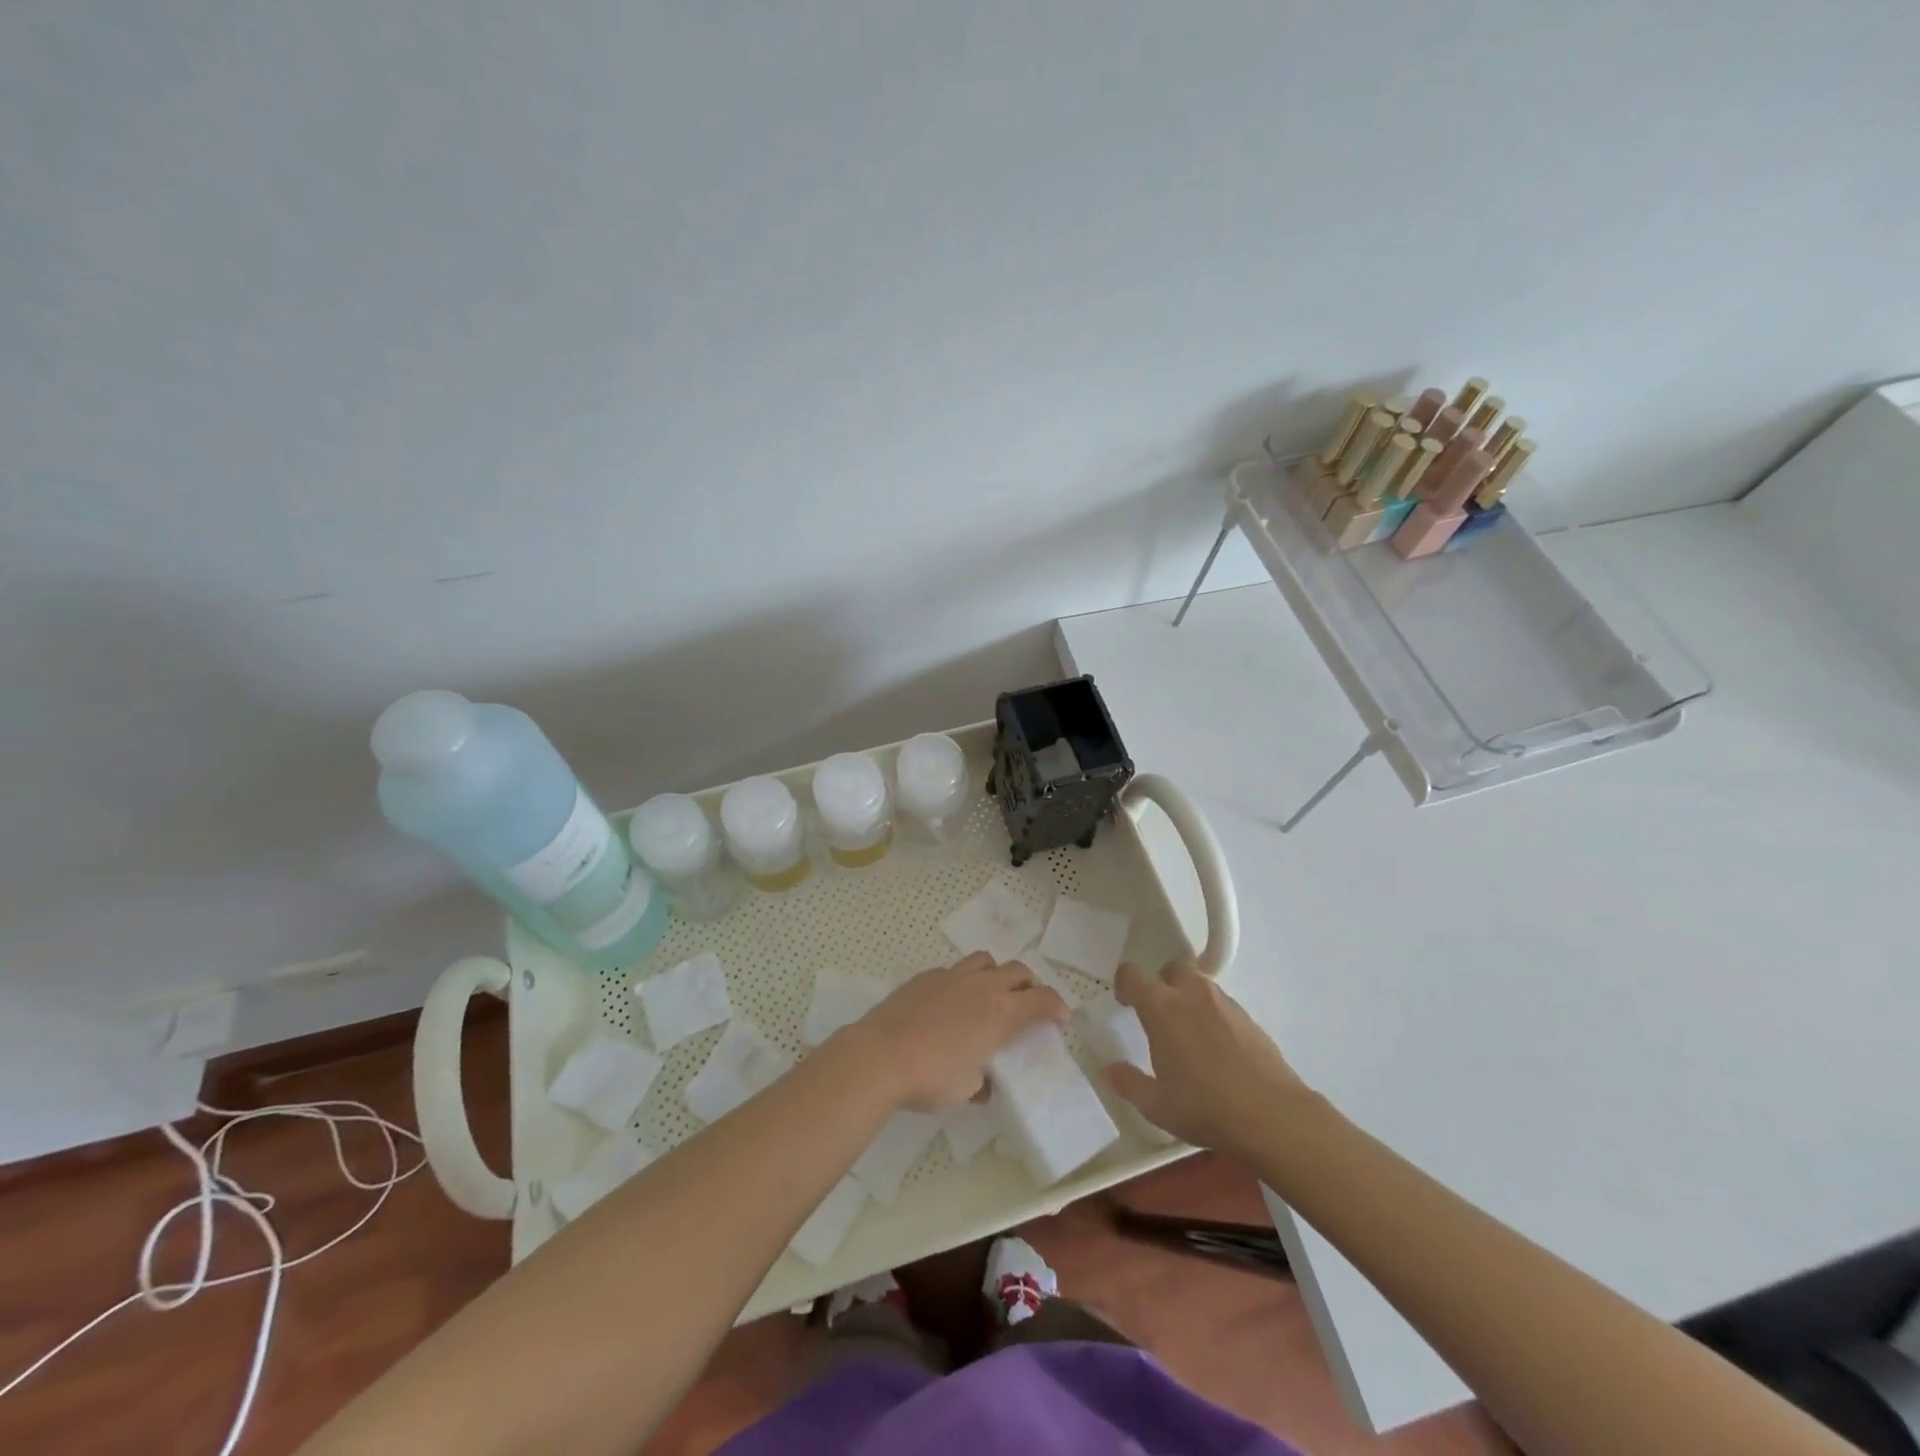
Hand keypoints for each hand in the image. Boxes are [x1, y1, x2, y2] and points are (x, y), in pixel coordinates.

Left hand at [846, 953, 1068, 1111]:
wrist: (880, 1055)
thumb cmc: (930, 1077)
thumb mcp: (965, 1090)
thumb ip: (982, 1082)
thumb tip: (983, 1082)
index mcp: (1000, 1013)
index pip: (1042, 1000)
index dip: (1058, 1007)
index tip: (1061, 1019)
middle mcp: (982, 987)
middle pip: (1019, 971)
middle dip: (1030, 986)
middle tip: (1027, 1006)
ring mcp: (952, 976)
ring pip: (986, 960)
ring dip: (997, 974)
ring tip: (990, 995)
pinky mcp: (926, 977)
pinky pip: (954, 970)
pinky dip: (963, 981)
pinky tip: (951, 1003)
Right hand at [1104, 959, 1313, 1158]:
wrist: (1273, 1116)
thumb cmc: (1205, 1107)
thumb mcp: (1157, 1105)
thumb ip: (1128, 1083)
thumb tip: (1109, 1071)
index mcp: (1162, 1007)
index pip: (1133, 974)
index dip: (1124, 983)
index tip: (1124, 1003)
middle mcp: (1192, 994)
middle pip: (1171, 969)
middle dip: (1162, 984)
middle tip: (1159, 1016)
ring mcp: (1224, 1003)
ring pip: (1199, 985)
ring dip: (1188, 999)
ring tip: (1189, 1035)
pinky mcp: (1249, 1018)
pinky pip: (1222, 1005)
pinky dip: (1212, 1016)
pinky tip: (1217, 1050)